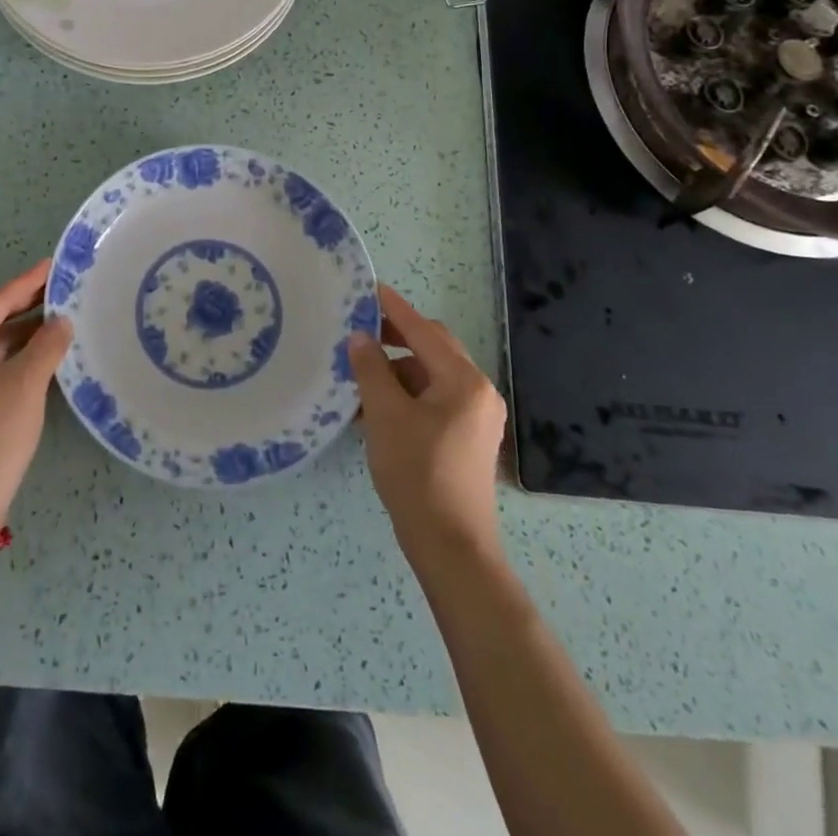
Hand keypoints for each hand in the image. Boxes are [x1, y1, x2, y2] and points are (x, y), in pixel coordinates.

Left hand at [0, 261, 72, 521]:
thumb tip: (62, 320)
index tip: (55, 265)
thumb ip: (47, 344)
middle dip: (26, 306)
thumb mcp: (26, 383)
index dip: (28, 283)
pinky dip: (12, 355)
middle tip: (63, 287)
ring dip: (22, 332)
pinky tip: (41, 349)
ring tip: (59, 314)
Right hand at [349, 284, 506, 563]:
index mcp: (464, 381)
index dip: (394, 309)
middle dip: (396, 338)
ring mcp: (477, 418)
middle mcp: (478, 392)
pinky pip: (436, 401)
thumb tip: (360, 338)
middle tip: (359, 333)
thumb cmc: (417, 473)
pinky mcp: (468, 440)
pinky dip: (408, 396)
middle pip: (433, 349)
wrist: (451, 547)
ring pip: (432, 377)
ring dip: (398, 371)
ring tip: (360, 377)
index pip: (424, 330)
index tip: (369, 289)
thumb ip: (371, 369)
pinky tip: (376, 409)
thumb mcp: (384, 415)